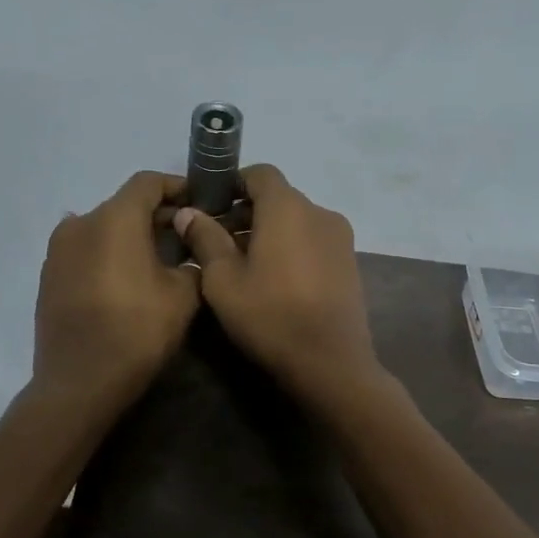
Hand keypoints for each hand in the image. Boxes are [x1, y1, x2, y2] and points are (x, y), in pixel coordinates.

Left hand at [33, 172, 201, 409]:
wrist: (79, 382)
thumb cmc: (137, 331)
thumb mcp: (184, 295)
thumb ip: (193, 262)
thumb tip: (190, 254)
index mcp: (114, 219)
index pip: (148, 183)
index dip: (177, 186)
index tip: (200, 201)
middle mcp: (80, 224)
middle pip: (124, 205)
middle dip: (157, 216)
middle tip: (187, 237)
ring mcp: (58, 251)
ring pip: (103, 229)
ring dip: (131, 237)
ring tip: (158, 261)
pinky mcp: (49, 277)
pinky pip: (85, 253)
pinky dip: (108, 256)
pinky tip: (126, 282)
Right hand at [174, 165, 381, 398]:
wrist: (330, 363)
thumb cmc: (270, 316)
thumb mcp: (224, 280)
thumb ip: (205, 239)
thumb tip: (188, 212)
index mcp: (288, 208)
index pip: (260, 174)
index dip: (233, 184)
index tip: (211, 207)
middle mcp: (320, 212)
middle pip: (279, 198)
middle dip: (247, 212)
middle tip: (218, 242)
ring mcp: (340, 238)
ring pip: (297, 221)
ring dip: (269, 232)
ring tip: (244, 265)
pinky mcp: (350, 263)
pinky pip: (313, 241)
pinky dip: (292, 248)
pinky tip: (275, 280)